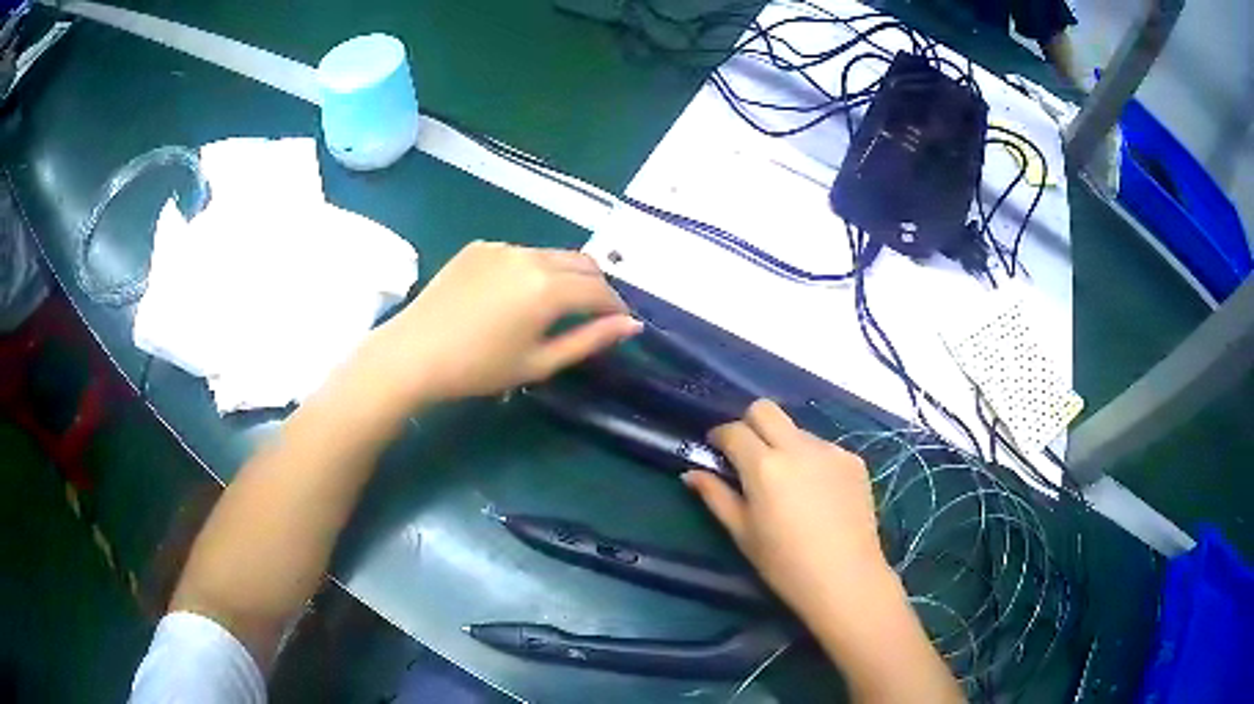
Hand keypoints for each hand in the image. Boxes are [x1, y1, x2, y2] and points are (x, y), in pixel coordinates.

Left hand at [356, 241, 640, 408]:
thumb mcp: (539, 363)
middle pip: (583, 263)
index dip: (616, 308)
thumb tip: (631, 325)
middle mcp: (531, 256)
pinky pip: (520, 253)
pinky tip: (511, 296)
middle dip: (596, 286)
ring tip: (552, 306)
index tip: (620, 324)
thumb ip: (590, 340)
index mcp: (549, 288)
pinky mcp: (480, 246)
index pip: (601, 291)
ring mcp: (503, 246)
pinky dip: (531, 269)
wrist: (414, 353)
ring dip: (565, 275)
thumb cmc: (479, 368)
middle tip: (592, 314)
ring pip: (552, 255)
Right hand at [683, 400, 888, 620]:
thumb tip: (691, 473)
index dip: (719, 437)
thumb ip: (715, 496)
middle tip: (748, 455)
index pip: (734, 430)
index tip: (716, 451)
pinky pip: (823, 447)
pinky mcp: (854, 460)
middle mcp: (798, 447)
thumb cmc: (784, 564)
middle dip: (749, 424)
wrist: (845, 578)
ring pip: (796, 429)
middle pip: (765, 409)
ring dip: (783, 444)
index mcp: (764, 466)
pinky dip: (811, 460)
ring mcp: (830, 450)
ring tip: (788, 482)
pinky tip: (817, 493)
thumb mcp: (742, 533)